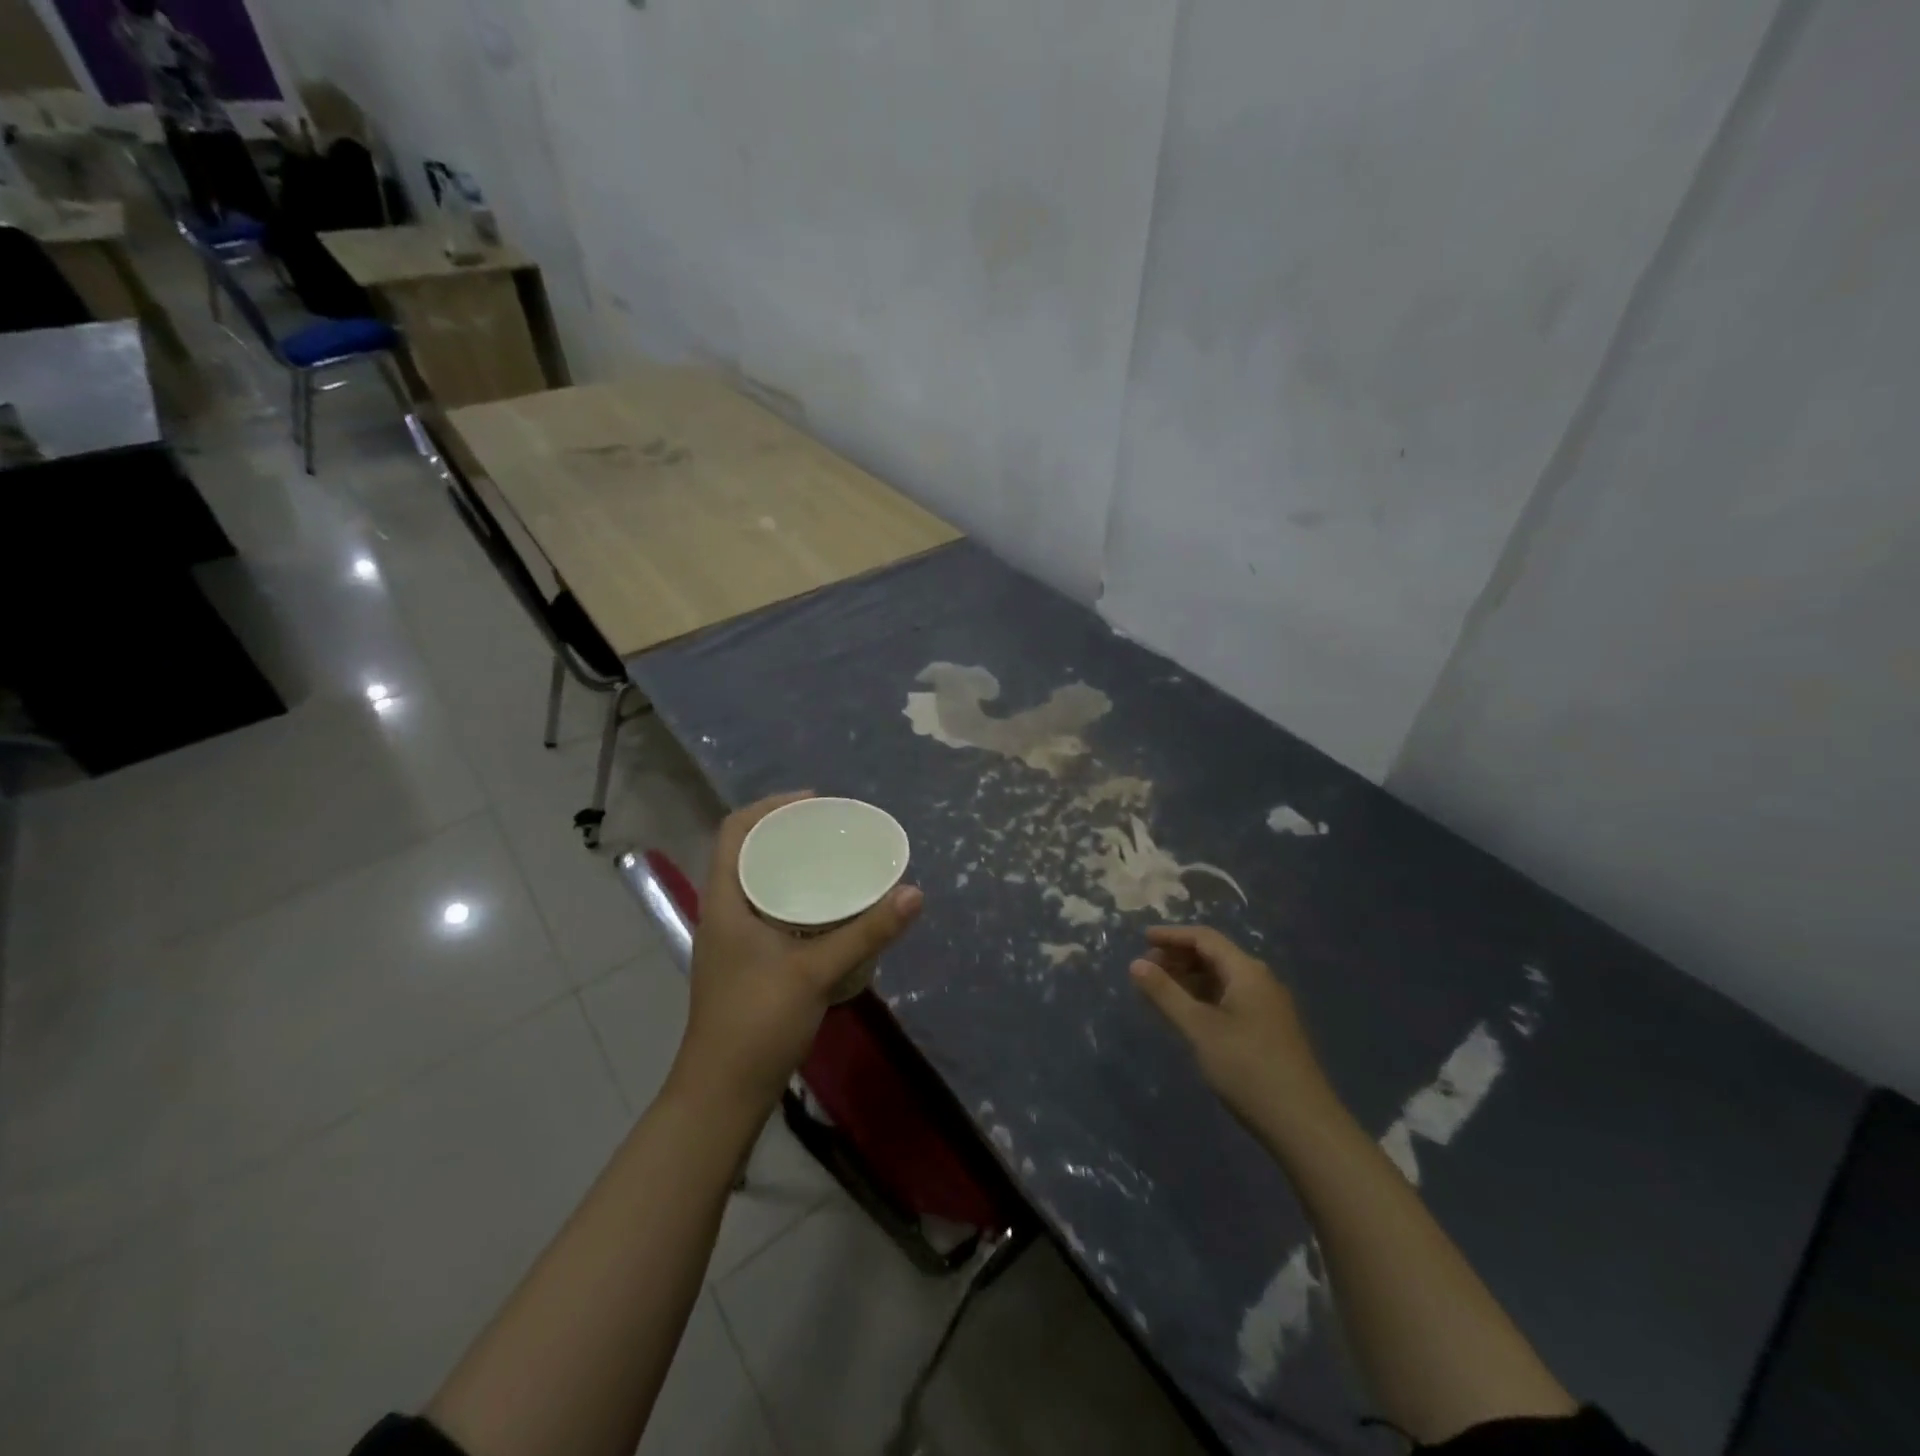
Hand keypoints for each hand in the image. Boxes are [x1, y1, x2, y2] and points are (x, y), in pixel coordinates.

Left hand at [670, 792, 923, 1115]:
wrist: (723, 1093)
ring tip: (838, 860)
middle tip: (835, 829)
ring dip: (794, 867)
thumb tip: (915, 892)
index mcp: (726, 901)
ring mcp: (734, 941)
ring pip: (761, 884)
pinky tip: (832, 911)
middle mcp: (725, 913)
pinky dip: (799, 899)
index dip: (770, 807)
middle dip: (789, 834)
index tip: (815, 801)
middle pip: (750, 853)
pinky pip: (772, 911)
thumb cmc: (757, 1022)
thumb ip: (867, 932)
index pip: (734, 831)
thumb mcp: (817, 971)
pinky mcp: (749, 963)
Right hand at [1130, 926, 1341, 1133]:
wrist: (1303, 1125)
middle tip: (1146, 969)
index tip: (1141, 938)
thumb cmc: (1247, 1068)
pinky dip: (1204, 998)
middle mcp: (1260, 981)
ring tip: (1160, 991)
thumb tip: (1135, 963)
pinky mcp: (1269, 1029)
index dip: (1172, 935)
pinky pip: (1230, 998)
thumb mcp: (1199, 1029)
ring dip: (1190, 979)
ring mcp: (1267, 1006)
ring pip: (1222, 979)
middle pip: (1215, 955)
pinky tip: (1187, 1015)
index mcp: (1247, 972)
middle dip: (1179, 957)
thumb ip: (1165, 993)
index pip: (1205, 938)